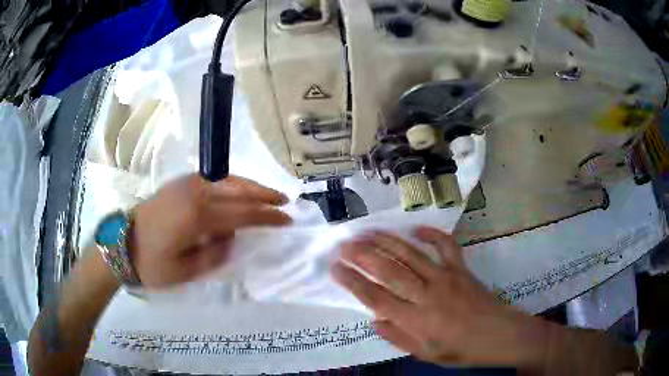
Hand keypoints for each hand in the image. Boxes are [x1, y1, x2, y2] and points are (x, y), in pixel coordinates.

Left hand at [131, 174, 291, 287]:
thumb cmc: (152, 263)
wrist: (122, 243)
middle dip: (264, 196)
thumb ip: (215, 254)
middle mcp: (195, 192)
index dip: (267, 217)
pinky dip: (232, 185)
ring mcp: (187, 184)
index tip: (287, 220)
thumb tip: (232, 238)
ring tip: (268, 195)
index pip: (242, 213)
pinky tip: (238, 193)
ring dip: (250, 187)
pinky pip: (214, 180)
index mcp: (197, 216)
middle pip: (239, 190)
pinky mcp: (181, 183)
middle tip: (285, 201)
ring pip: (228, 180)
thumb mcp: (185, 271)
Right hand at [332, 227, 550, 368]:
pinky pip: (445, 245)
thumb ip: (397, 337)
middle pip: (389, 271)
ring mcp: (446, 277)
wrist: (498, 335)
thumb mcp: (425, 354)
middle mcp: (427, 295)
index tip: (335, 268)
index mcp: (416, 320)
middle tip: (344, 244)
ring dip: (387, 241)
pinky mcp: (461, 268)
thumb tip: (374, 320)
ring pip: (411, 254)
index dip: (353, 282)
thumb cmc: (460, 350)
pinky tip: (416, 228)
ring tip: (367, 232)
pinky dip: (431, 234)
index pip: (376, 298)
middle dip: (363, 255)